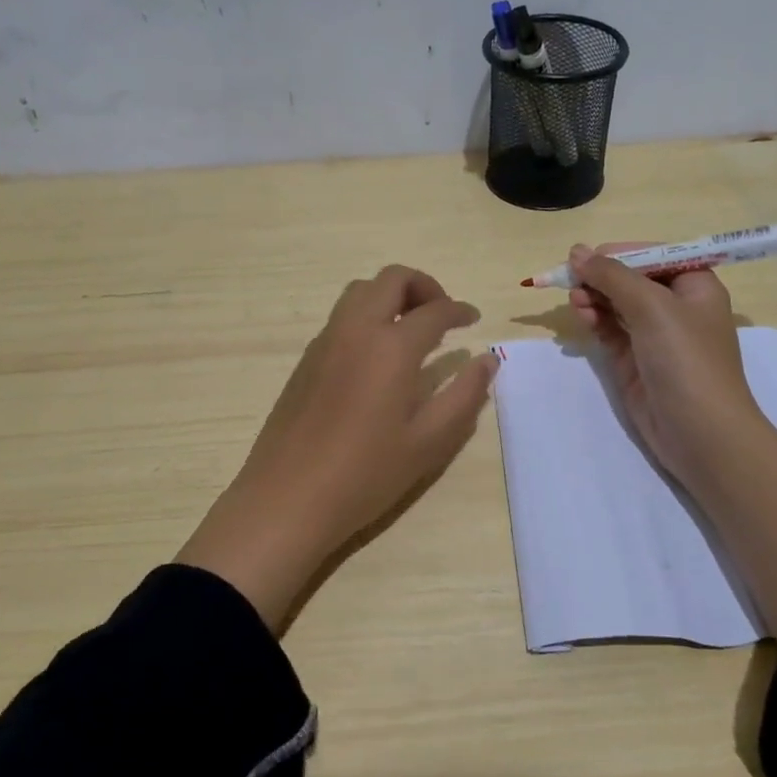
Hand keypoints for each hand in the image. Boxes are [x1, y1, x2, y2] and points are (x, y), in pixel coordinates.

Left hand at [179, 265, 496, 631]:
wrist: (288, 497)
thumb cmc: (366, 474)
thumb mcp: (428, 442)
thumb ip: (464, 395)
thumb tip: (488, 360)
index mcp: (391, 347)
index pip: (434, 310)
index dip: (459, 310)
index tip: (473, 320)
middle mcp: (356, 330)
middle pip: (391, 279)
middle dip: (424, 286)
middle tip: (442, 315)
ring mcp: (325, 341)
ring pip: (361, 291)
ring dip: (391, 296)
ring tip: (411, 330)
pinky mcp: (306, 359)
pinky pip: (341, 317)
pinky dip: (367, 316)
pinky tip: (377, 356)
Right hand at [570, 242, 776, 639]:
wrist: (702, 433)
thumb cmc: (686, 359)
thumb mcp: (652, 306)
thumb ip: (612, 275)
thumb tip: (577, 251)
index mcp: (694, 284)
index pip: (651, 254)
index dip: (618, 253)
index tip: (584, 259)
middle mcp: (676, 305)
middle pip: (630, 277)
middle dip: (601, 276)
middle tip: (572, 281)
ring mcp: (654, 335)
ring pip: (616, 303)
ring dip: (594, 297)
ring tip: (576, 302)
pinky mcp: (635, 360)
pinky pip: (610, 329)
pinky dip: (595, 320)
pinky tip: (582, 316)